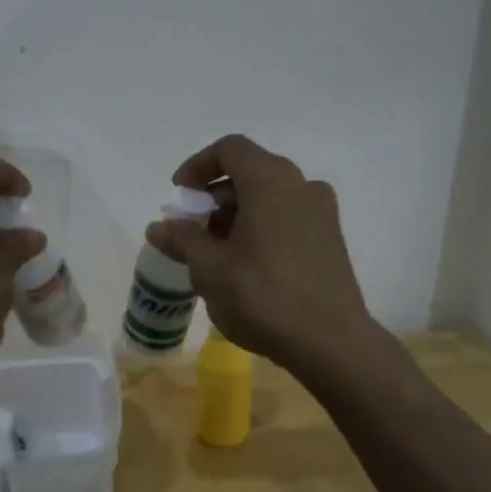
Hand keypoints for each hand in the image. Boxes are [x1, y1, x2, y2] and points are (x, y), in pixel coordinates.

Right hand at [144, 134, 375, 373]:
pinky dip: (263, 227)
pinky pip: (289, 217)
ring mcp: (322, 213)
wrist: (330, 342)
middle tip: (193, 227)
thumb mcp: (210, 268)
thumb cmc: (262, 295)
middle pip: (251, 172)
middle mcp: (301, 186)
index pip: (230, 149)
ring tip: (216, 251)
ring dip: (239, 213)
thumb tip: (159, 227)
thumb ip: (183, 240)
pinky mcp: (331, 240)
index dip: (198, 165)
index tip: (179, 194)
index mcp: (270, 181)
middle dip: (216, 195)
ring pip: (272, 197)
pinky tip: (247, 264)